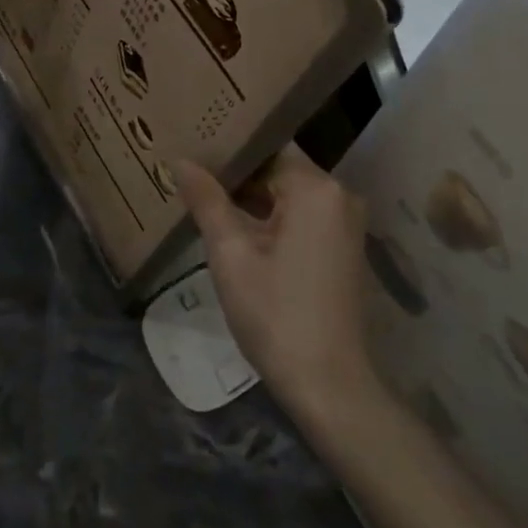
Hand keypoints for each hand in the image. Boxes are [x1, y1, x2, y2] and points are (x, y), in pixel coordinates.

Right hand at [174, 145, 381, 423]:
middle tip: (193, 171)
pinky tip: (237, 227)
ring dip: (253, 198)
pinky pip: (303, 216)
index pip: (268, 146)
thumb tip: (181, 160)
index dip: (230, 146)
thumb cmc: (275, 314)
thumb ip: (207, 200)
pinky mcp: (344, 247)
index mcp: (316, 187)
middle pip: (280, 169)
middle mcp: (339, 194)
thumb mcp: (231, 254)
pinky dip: (273, 218)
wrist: (329, 384)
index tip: (195, 144)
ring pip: (290, 194)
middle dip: (238, 174)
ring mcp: (346, 222)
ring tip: (206, 194)